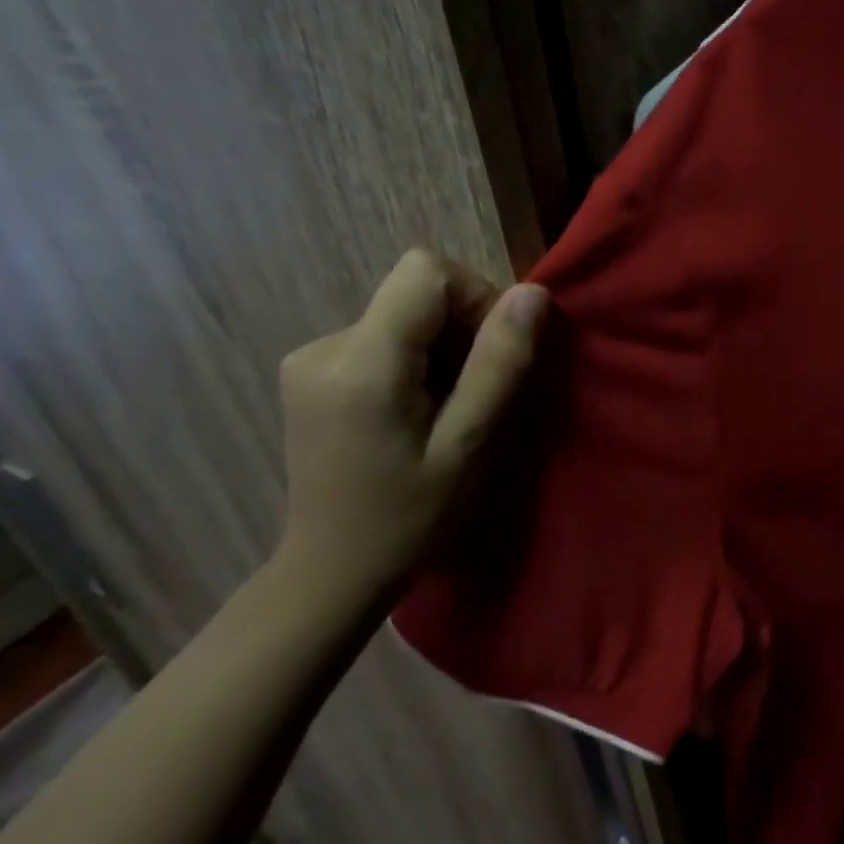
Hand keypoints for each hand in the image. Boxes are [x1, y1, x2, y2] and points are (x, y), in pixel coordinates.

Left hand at [275, 249, 546, 599]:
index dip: (475, 298)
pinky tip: (417, 415)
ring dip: (441, 352)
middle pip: (415, 294)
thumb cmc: (409, 518)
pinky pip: (382, 339)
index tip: (494, 354)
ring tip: (447, 414)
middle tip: (476, 398)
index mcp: (361, 362)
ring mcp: (310, 358)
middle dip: (462, 333)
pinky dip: (415, 363)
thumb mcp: (469, 444)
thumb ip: (500, 364)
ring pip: (403, 316)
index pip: (426, 272)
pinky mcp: (310, 373)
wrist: (331, 571)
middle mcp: (324, 345)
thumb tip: (533, 294)